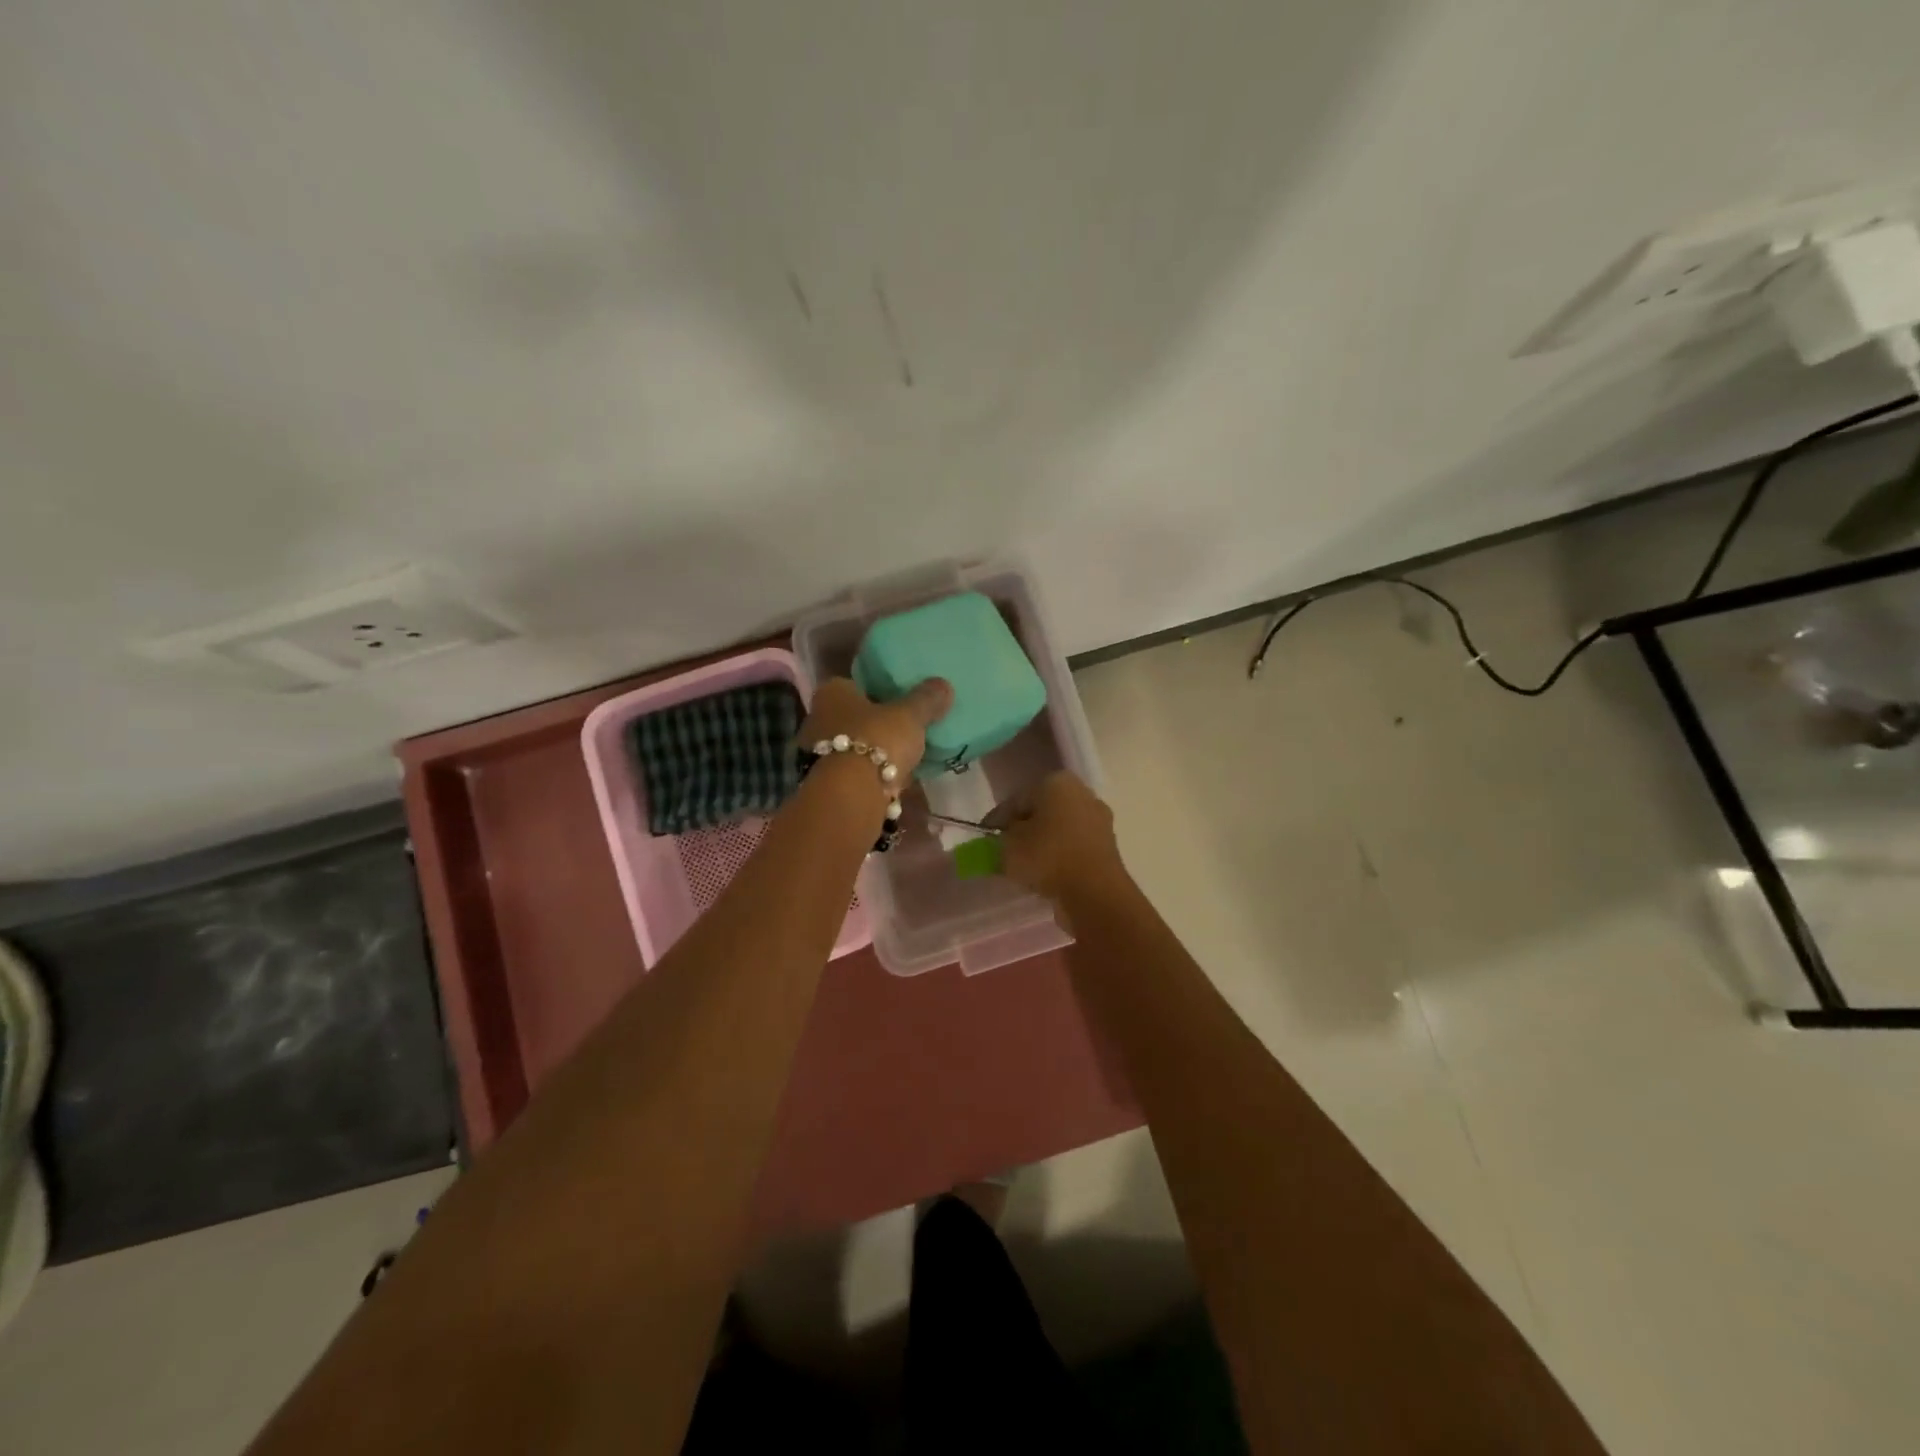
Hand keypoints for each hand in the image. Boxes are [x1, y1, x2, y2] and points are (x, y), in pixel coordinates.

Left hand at [801, 676, 953, 780]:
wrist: (852, 794)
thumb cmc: (877, 740)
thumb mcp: (910, 715)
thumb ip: (926, 699)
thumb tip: (943, 684)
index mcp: (833, 692)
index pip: (858, 684)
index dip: (881, 690)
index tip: (902, 701)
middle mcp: (819, 718)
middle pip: (855, 716)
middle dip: (877, 724)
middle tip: (906, 729)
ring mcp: (818, 752)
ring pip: (854, 745)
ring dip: (875, 751)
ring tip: (905, 756)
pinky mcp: (827, 781)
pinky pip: (855, 771)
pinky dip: (872, 773)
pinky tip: (894, 779)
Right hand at [991, 771, 1126, 903]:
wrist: (1095, 893)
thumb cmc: (1047, 857)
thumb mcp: (1007, 846)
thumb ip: (997, 838)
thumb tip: (1001, 838)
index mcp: (1057, 782)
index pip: (1016, 800)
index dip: (997, 821)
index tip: (985, 841)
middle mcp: (1082, 793)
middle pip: (1040, 812)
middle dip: (1022, 830)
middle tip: (1004, 853)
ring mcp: (1098, 819)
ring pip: (1058, 830)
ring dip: (1042, 845)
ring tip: (1024, 868)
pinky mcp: (1108, 846)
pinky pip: (1073, 847)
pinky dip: (1059, 857)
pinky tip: (1047, 876)